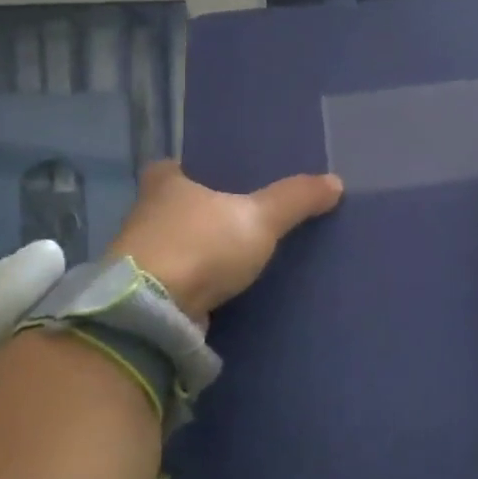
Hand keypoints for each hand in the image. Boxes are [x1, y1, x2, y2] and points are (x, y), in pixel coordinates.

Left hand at [108, 161, 343, 321]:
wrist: (153, 312)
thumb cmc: (201, 245)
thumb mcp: (260, 217)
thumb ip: (296, 199)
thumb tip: (336, 181)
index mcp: (165, 183)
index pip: (177, 166)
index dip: (197, 170)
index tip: (222, 178)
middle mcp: (146, 214)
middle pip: (177, 205)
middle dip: (203, 211)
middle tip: (241, 214)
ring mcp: (141, 257)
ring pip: (177, 244)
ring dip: (200, 249)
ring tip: (239, 252)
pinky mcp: (146, 294)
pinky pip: (179, 278)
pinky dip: (198, 280)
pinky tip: (224, 286)